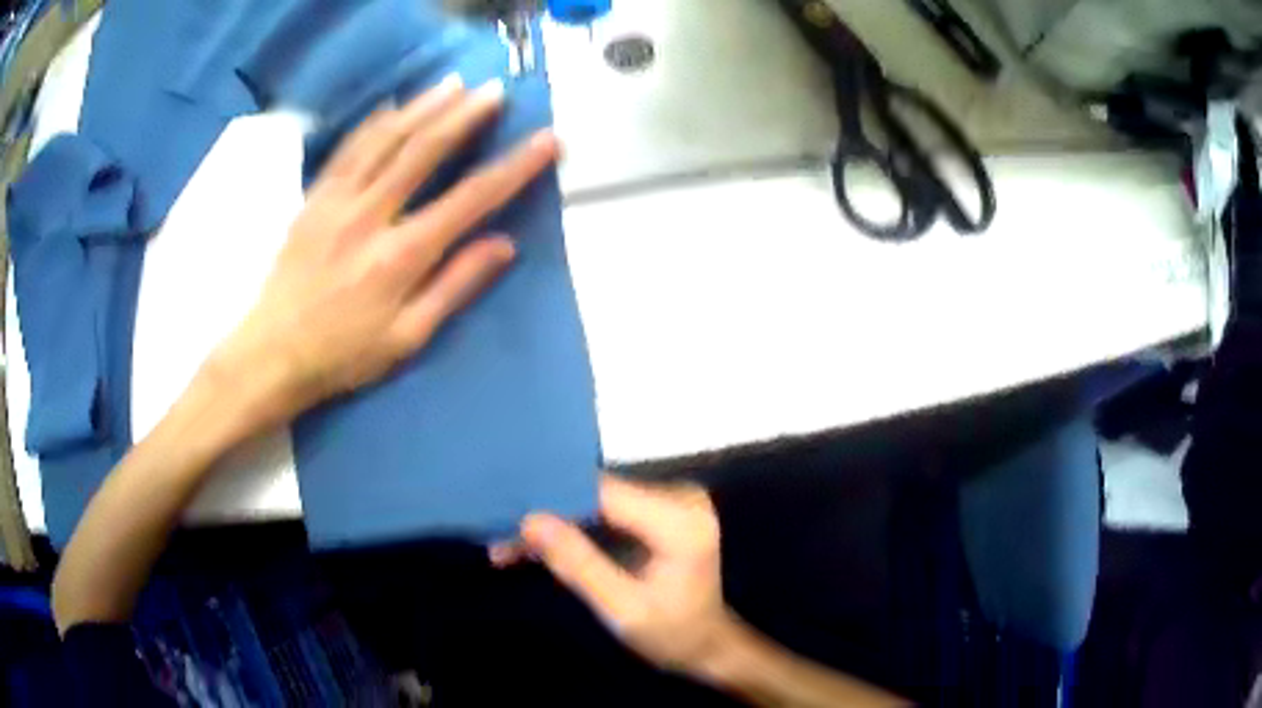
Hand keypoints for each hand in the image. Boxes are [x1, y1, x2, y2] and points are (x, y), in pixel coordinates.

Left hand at [209, 74, 559, 425]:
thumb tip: (504, 245)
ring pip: (385, 139)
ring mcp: (338, 201)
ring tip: (453, 84)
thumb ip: (454, 286)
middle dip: (465, 117)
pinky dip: (374, 124)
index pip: (470, 199)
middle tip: (495, 91)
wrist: (272, 352)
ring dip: (423, 107)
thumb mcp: (407, 337)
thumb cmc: (344, 353)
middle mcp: (371, 215)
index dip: (514, 167)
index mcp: (402, 255)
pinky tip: (392, 107)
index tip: (547, 140)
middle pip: (425, 151)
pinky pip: (347, 150)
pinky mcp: (314, 199)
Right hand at [492, 475, 737, 675]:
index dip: (552, 497)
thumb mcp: (621, 609)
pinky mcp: (657, 511)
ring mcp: (669, 502)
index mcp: (679, 521)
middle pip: (597, 495)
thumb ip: (578, 564)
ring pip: (594, 504)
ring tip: (508, 546)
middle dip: (548, 516)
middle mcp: (679, 498)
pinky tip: (537, 548)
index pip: (604, 493)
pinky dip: (574, 531)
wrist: (706, 644)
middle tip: (500, 536)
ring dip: (555, 525)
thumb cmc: (672, 634)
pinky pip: (605, 514)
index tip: (506, 511)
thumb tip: (530, 520)